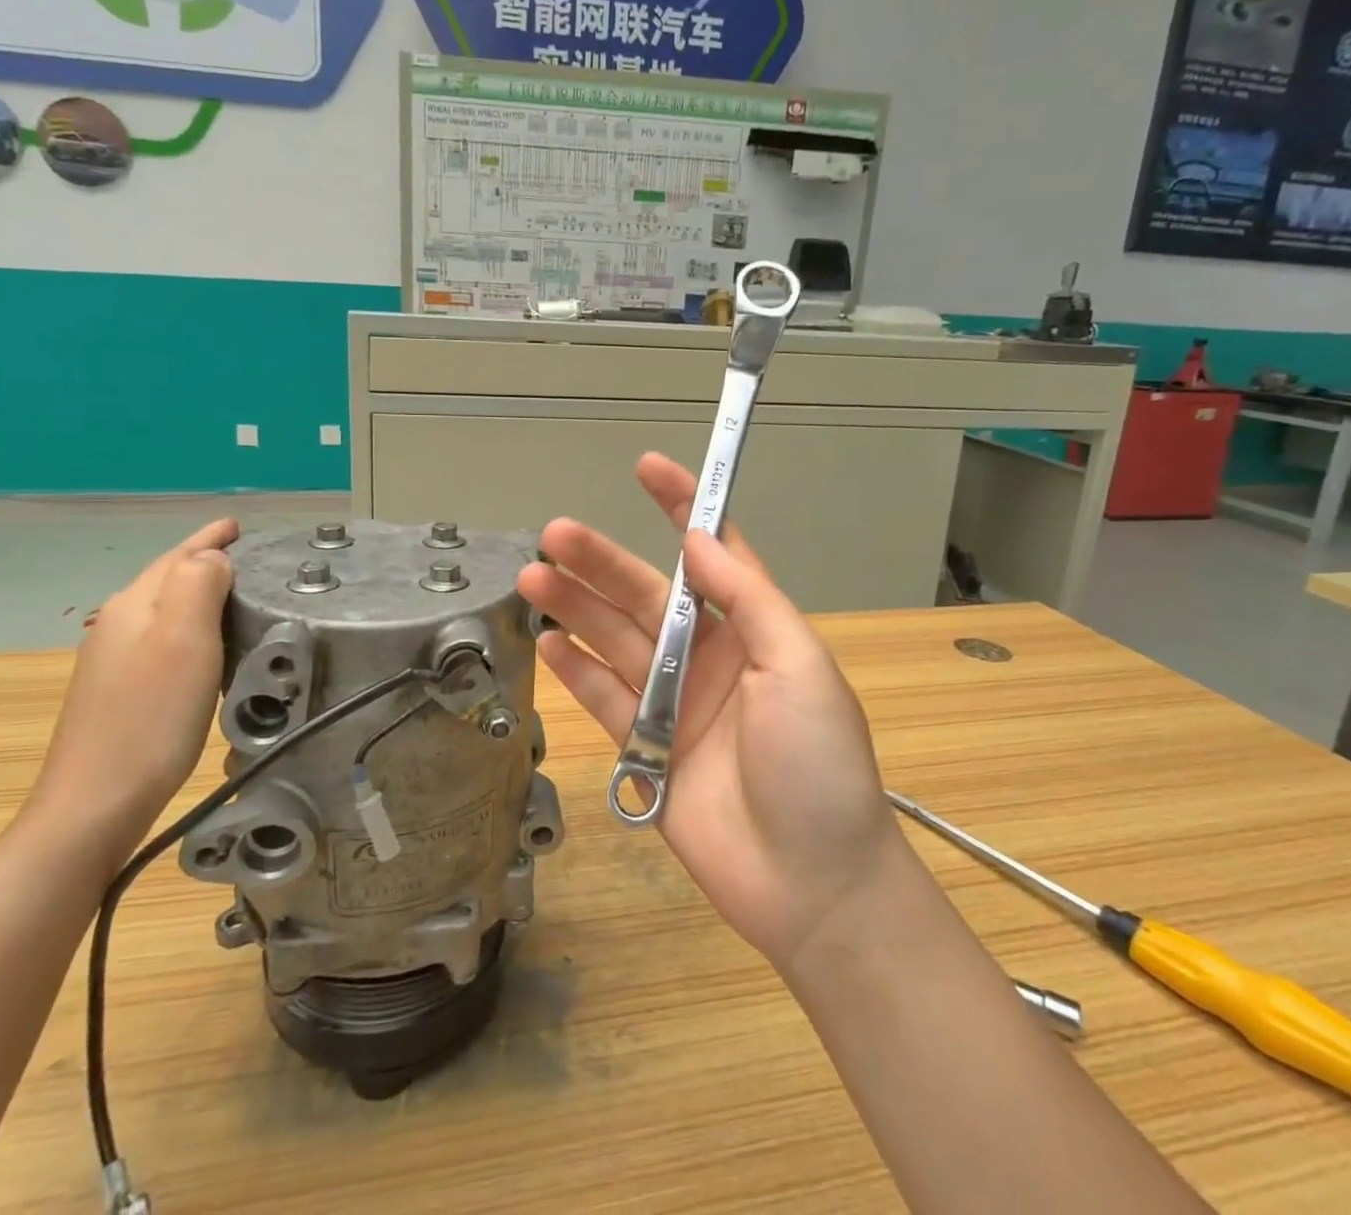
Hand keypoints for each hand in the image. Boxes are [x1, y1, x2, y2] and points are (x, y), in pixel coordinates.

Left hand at [28, 519, 237, 858]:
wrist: (95, 803)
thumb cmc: (151, 717)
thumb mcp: (185, 640)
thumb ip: (199, 585)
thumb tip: (214, 559)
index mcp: (135, 605)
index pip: (178, 556)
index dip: (209, 538)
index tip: (237, 525)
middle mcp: (118, 625)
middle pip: (166, 579)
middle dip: (203, 561)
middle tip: (247, 556)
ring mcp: (113, 661)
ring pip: (162, 609)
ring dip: (196, 594)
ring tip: (235, 594)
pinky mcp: (118, 693)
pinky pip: (161, 640)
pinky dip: (189, 628)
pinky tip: (205, 647)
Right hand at [517, 456, 906, 973]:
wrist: (812, 883)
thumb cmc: (818, 764)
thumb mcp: (799, 666)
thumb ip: (748, 599)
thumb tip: (699, 538)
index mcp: (753, 631)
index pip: (712, 554)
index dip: (681, 507)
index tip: (647, 468)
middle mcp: (710, 658)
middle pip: (646, 597)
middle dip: (602, 562)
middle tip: (553, 536)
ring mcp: (675, 703)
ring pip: (616, 643)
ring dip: (576, 610)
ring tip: (532, 580)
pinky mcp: (647, 750)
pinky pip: (604, 699)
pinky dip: (576, 671)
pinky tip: (546, 644)